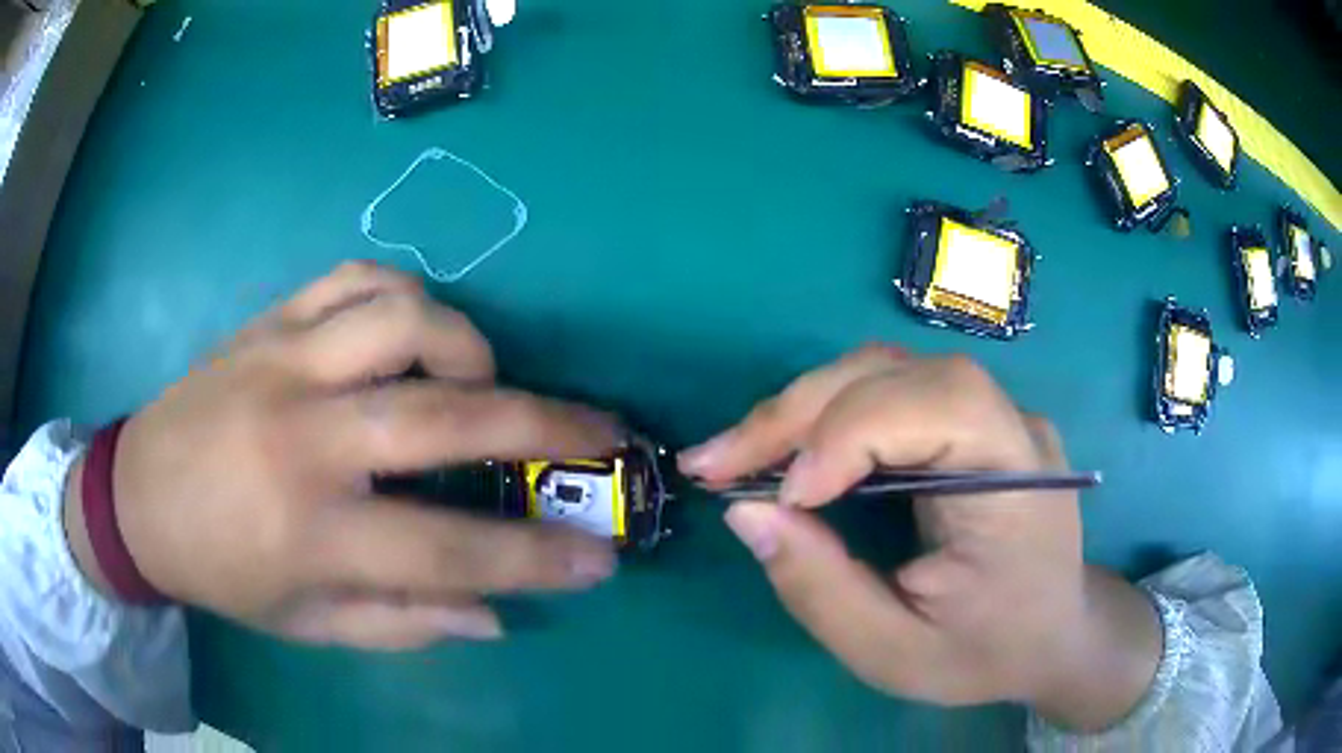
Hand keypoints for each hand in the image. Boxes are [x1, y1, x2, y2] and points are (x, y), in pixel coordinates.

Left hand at [64, 262, 619, 648]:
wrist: (138, 496)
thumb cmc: (221, 573)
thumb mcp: (306, 625)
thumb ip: (402, 622)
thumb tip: (494, 614)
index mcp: (308, 532)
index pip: (447, 550)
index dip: (534, 559)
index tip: (600, 558)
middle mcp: (299, 438)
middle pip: (442, 417)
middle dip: (545, 425)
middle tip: (604, 434)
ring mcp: (281, 363)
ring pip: (402, 318)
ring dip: (468, 346)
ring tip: (482, 382)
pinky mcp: (267, 322)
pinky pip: (354, 279)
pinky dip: (405, 298)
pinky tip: (414, 334)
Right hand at [679, 346, 1160, 730]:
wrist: (1052, 634)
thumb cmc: (985, 652)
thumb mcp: (895, 652)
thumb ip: (820, 588)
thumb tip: (745, 511)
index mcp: (1016, 480)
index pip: (936, 406)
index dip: (847, 436)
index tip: (782, 500)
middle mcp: (1010, 424)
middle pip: (896, 374)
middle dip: (798, 414)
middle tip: (715, 463)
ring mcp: (992, 413)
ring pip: (884, 372)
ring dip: (803, 408)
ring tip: (739, 456)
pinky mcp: (970, 419)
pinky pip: (889, 392)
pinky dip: (826, 415)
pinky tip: (789, 451)